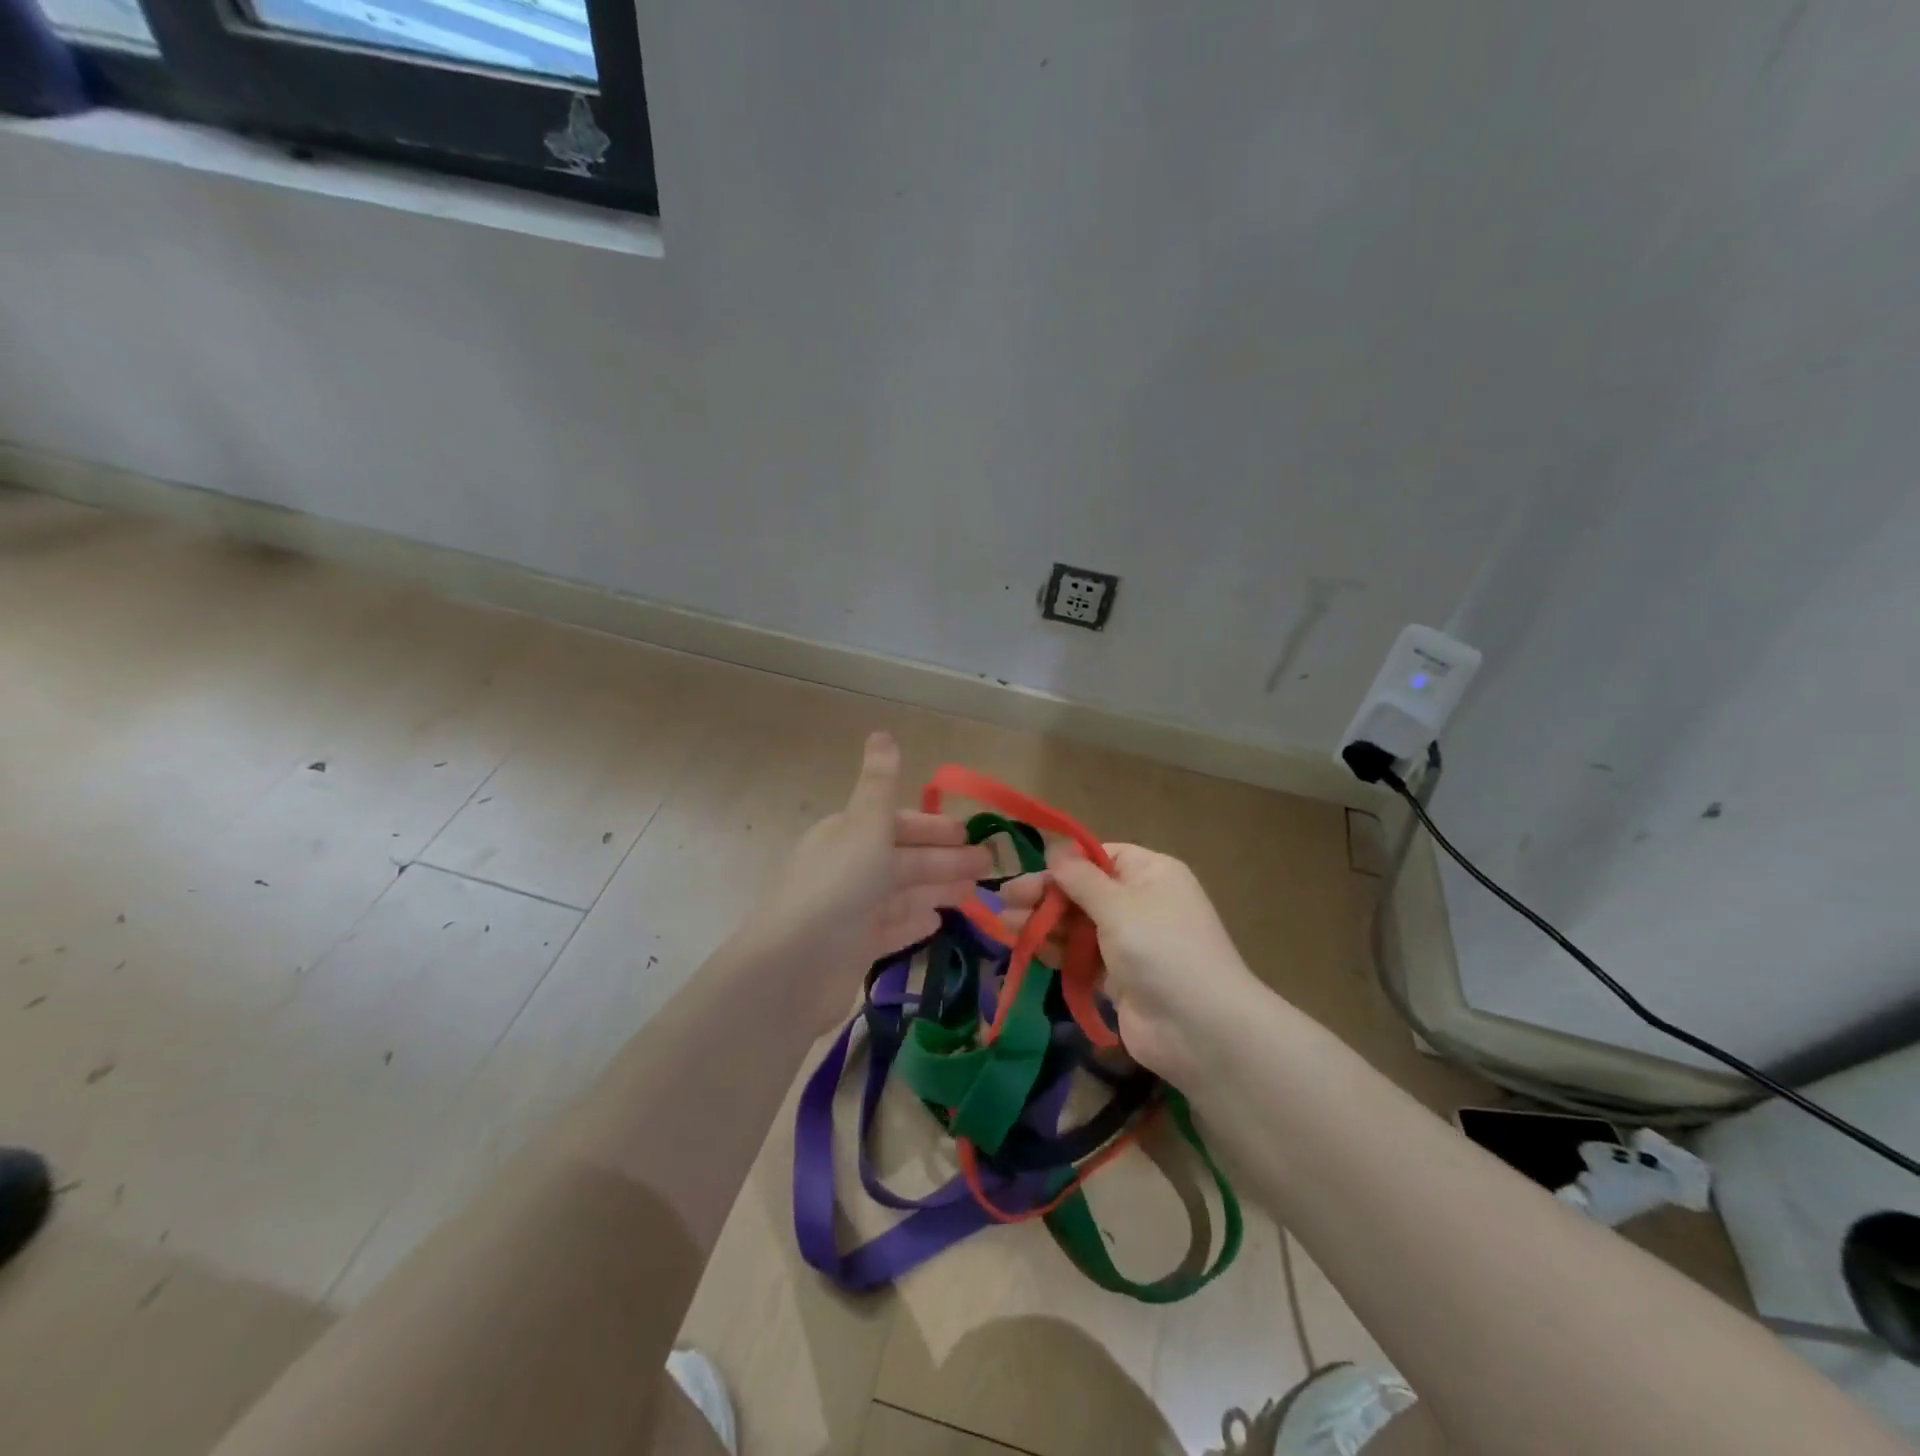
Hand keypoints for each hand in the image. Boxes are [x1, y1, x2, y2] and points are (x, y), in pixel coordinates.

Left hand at [740, 733, 990, 1023]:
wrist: (793, 968)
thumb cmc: (837, 887)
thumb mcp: (865, 826)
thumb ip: (879, 783)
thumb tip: (881, 732)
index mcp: (848, 835)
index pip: (896, 824)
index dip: (933, 827)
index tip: (969, 834)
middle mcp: (848, 869)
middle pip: (905, 859)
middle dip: (946, 859)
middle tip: (990, 865)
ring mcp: (850, 912)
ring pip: (902, 894)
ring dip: (937, 889)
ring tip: (976, 893)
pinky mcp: (854, 950)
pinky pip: (891, 929)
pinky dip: (914, 922)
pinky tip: (937, 922)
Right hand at [1000, 843, 1261, 1084]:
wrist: (1200, 1029)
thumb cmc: (1160, 948)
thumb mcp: (1117, 904)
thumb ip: (1080, 879)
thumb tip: (1055, 850)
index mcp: (1151, 873)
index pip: (1102, 856)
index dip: (1067, 863)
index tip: (1031, 870)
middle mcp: (1142, 902)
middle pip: (1085, 890)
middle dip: (1046, 894)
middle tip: (1005, 898)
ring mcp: (1131, 942)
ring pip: (1080, 924)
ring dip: (1045, 922)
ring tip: (1005, 923)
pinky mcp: (1119, 978)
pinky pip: (1083, 956)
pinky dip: (1057, 950)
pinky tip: (1027, 947)